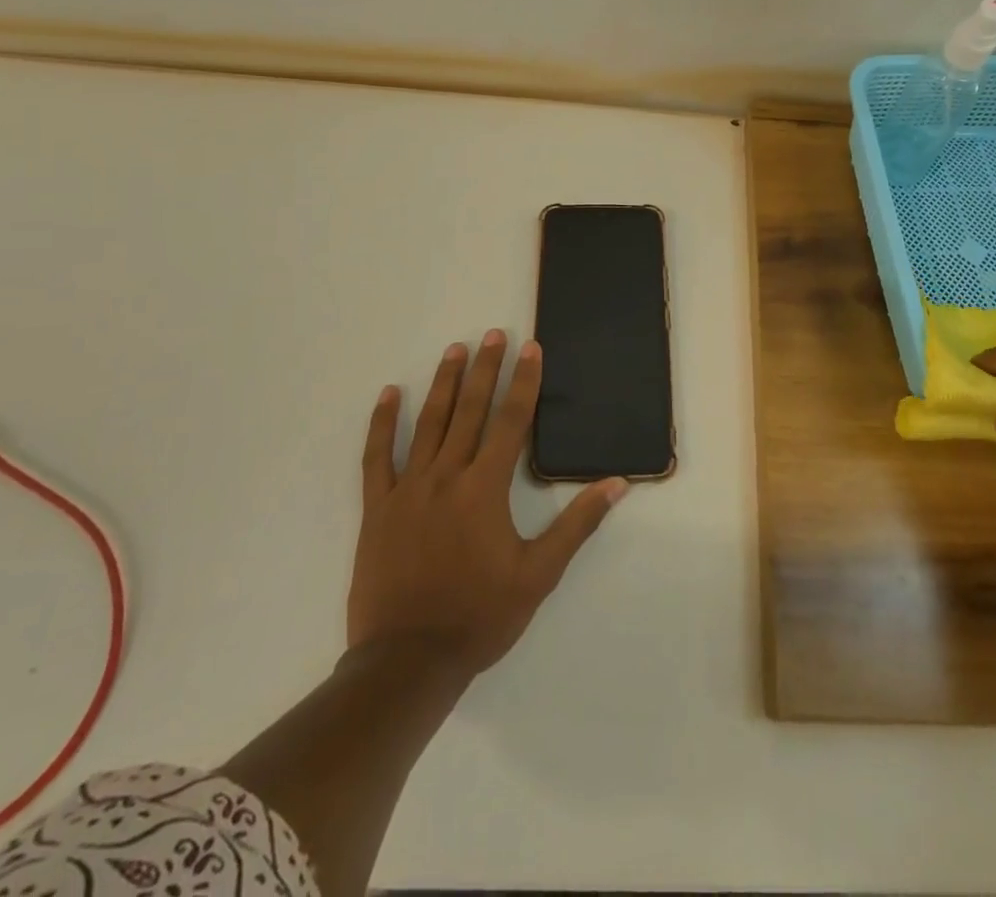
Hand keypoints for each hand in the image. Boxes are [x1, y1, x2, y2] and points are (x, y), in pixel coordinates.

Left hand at [349, 331, 627, 677]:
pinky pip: (378, 456)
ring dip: (444, 384)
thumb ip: (577, 524)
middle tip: (493, 334)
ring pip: (429, 423)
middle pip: (471, 411)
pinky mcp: (378, 507)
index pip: (511, 421)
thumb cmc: (479, 616)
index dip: (523, 382)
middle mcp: (447, 476)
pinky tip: (390, 395)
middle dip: (485, 369)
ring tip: (454, 350)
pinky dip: (384, 423)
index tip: (530, 348)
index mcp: (485, 489)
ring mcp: (408, 489)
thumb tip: (616, 484)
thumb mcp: (539, 574)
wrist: (407, 661)